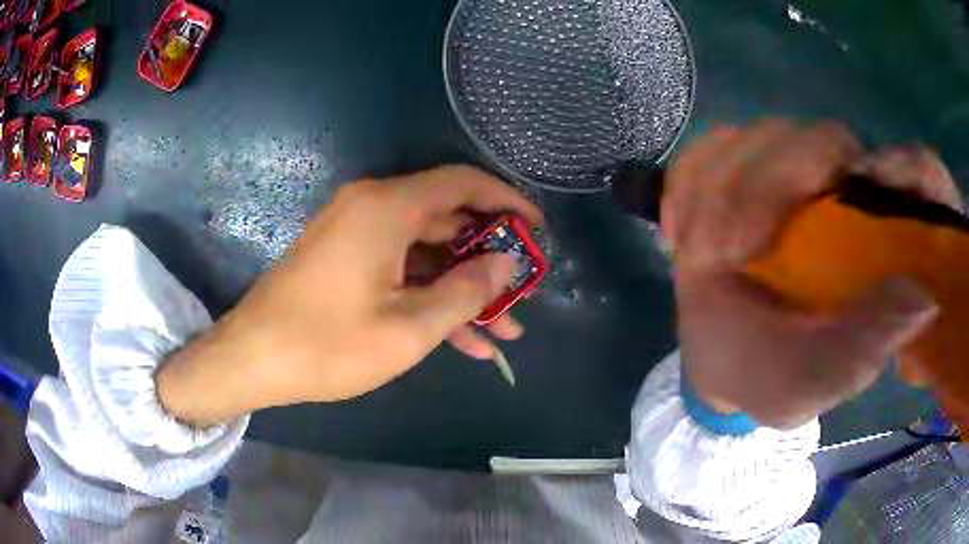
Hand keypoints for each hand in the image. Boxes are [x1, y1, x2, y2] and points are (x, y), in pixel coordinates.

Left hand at [158, 165, 543, 425]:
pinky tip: (464, 339)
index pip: (463, 183)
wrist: (252, 359)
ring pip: (427, 252)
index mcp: (386, 208)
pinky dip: (430, 296)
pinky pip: (400, 269)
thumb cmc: (326, 345)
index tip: (537, 230)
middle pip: (448, 220)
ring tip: (503, 329)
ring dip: (463, 289)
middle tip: (523, 293)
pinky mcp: (346, 259)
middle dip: (489, 260)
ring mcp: (357, 235)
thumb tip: (505, 264)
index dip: (507, 201)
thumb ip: (466, 292)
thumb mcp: (409, 328)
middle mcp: (372, 208)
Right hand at [663, 119, 953, 428]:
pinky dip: (686, 184)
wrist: (723, 365)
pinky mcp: (735, 173)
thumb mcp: (824, 377)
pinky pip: (707, 150)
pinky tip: (679, 234)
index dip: (886, 168)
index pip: (894, 169)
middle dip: (762, 188)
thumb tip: (923, 300)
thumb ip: (869, 346)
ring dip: (716, 191)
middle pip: (817, 139)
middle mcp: (837, 190)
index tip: (845, 195)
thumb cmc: (777, 376)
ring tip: (696, 256)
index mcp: (874, 235)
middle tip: (721, 255)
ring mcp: (783, 174)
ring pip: (757, 136)